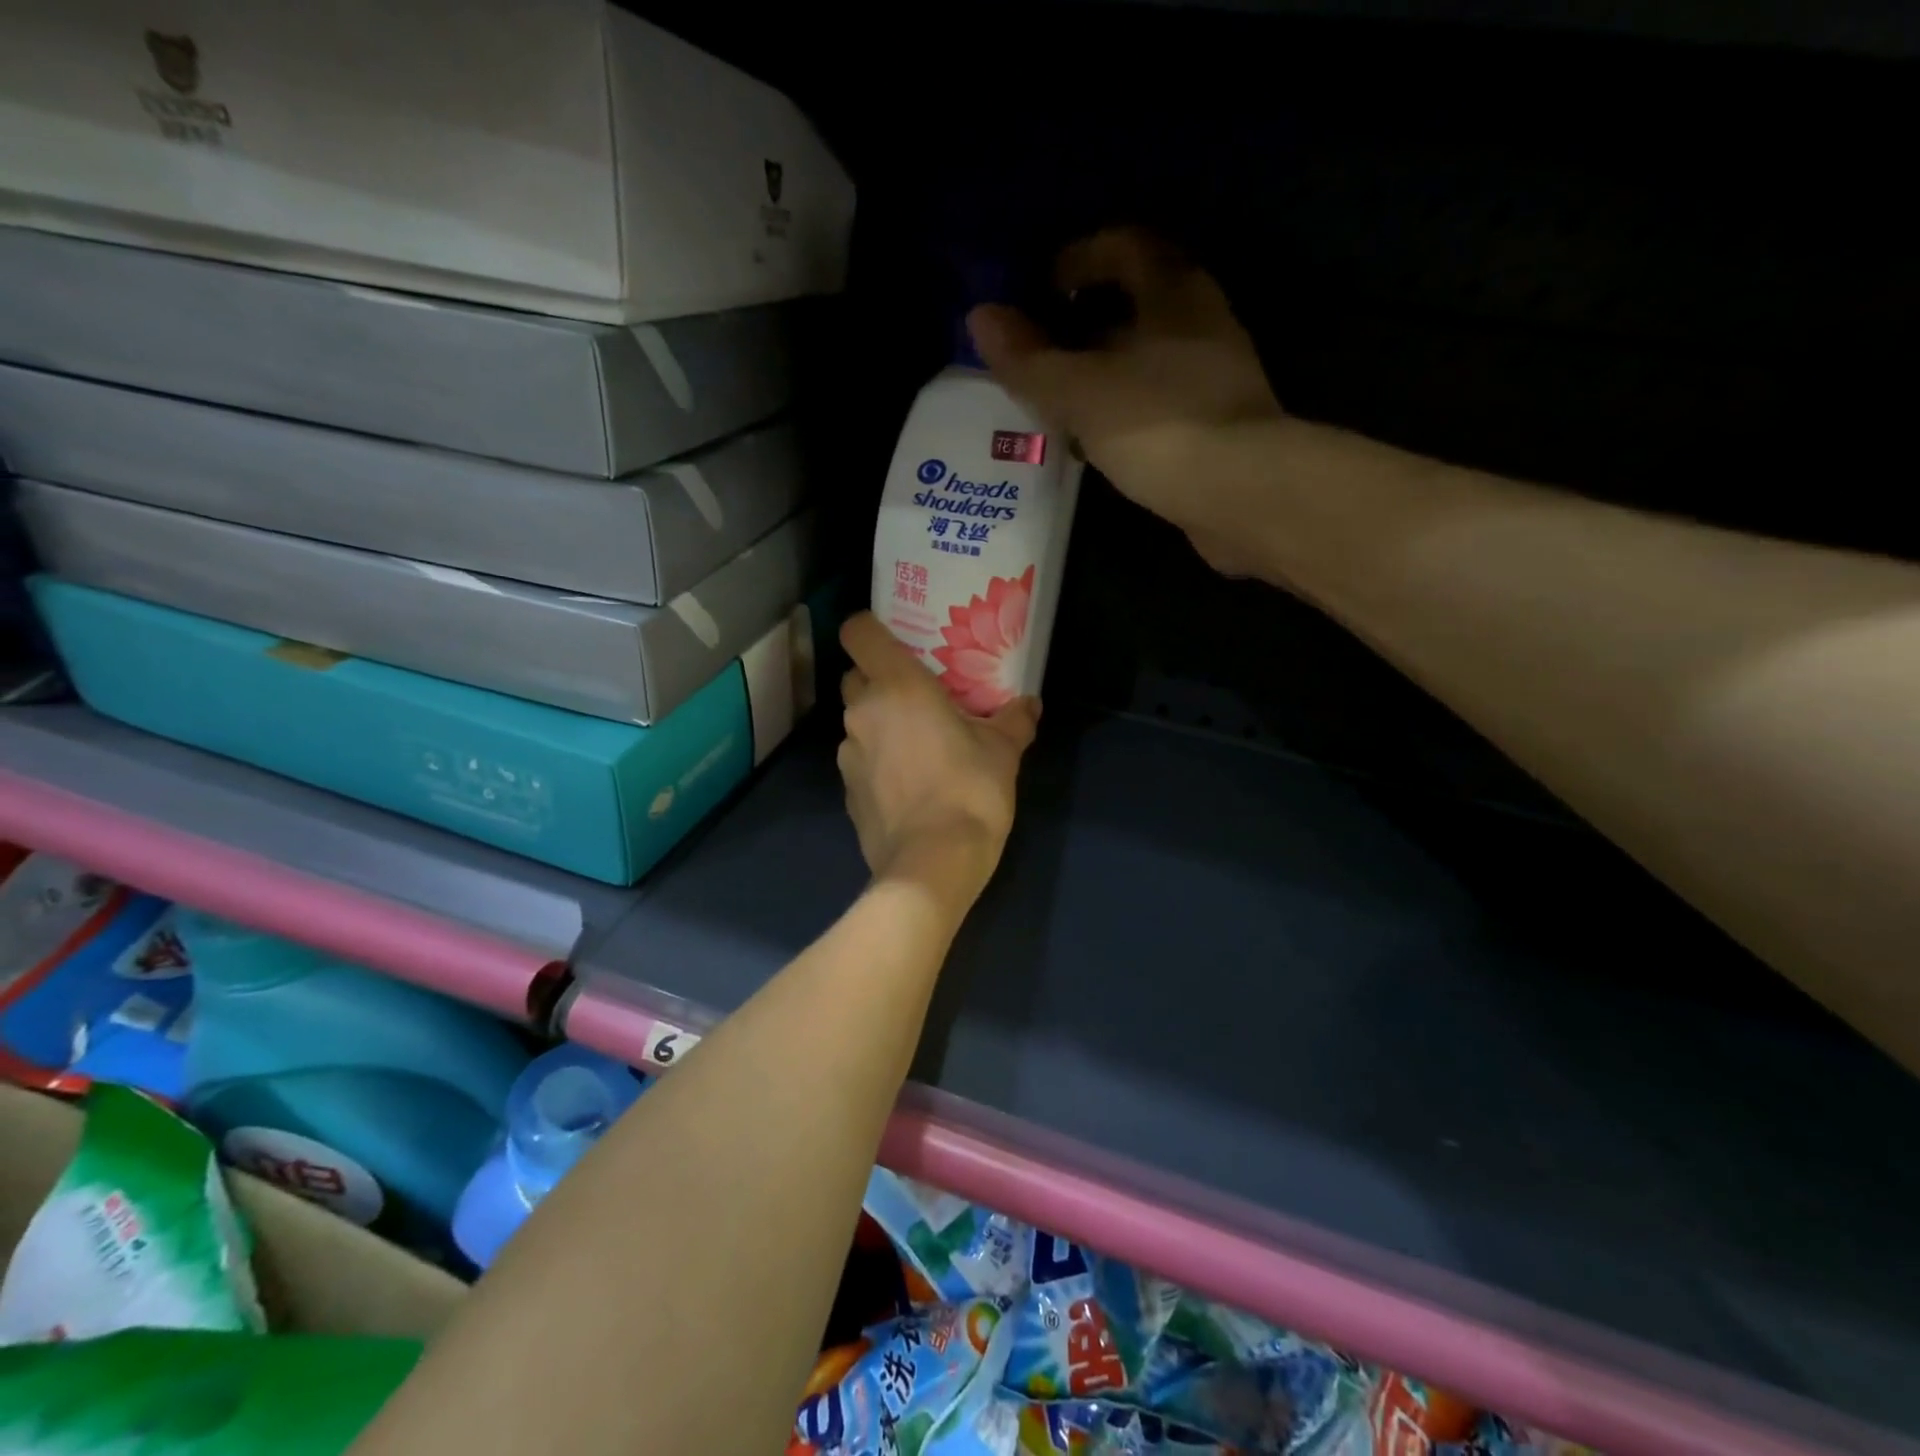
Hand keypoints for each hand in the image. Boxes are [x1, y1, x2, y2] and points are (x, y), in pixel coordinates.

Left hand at [837, 612, 1037, 908]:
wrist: (932, 864)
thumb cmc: (970, 790)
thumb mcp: (1003, 751)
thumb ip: (1013, 720)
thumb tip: (1029, 704)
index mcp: (896, 686)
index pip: (858, 632)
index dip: (870, 629)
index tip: (896, 642)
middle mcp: (862, 712)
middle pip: (856, 677)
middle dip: (879, 681)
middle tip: (918, 697)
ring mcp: (848, 754)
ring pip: (857, 722)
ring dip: (879, 725)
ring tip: (917, 746)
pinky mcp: (846, 792)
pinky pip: (859, 761)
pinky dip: (877, 763)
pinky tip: (908, 785)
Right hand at [968, 228, 1284, 574]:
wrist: (1239, 495)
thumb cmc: (1158, 424)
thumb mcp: (1079, 390)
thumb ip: (1028, 358)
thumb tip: (980, 317)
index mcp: (1174, 293)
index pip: (1125, 246)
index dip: (1078, 258)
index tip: (1040, 289)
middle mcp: (1202, 323)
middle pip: (1137, 303)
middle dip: (1085, 323)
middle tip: (1041, 351)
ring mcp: (1216, 377)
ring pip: (1148, 359)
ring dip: (1104, 372)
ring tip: (1060, 401)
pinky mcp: (1218, 426)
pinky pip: (1159, 403)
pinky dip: (1125, 411)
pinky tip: (1098, 442)